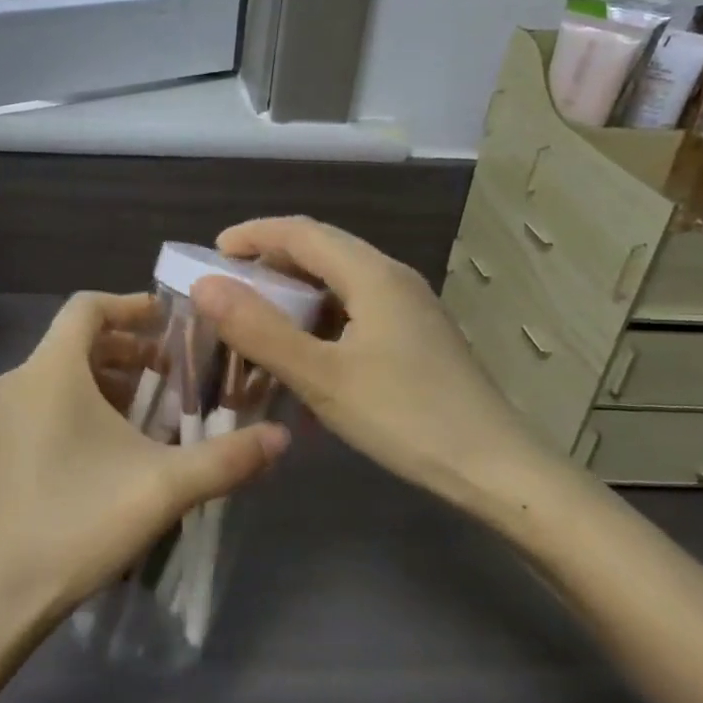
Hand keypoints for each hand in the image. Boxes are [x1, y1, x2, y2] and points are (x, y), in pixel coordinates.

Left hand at [0, 292, 289, 626]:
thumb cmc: (79, 521)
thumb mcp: (164, 488)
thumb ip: (226, 459)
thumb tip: (280, 439)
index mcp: (51, 371)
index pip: (87, 307)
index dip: (130, 305)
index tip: (168, 321)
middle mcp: (15, 382)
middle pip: (73, 342)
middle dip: (124, 350)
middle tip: (168, 372)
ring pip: (54, 376)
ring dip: (100, 381)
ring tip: (142, 413)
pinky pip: (35, 405)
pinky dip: (72, 406)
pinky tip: (100, 450)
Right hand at [190, 218, 559, 525]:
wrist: (496, 470)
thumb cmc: (405, 418)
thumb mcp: (321, 376)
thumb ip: (259, 330)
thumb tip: (205, 285)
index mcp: (373, 274)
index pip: (301, 232)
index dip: (252, 235)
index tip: (210, 253)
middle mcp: (394, 278)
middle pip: (322, 250)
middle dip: (270, 261)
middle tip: (228, 288)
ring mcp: (411, 308)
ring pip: (340, 282)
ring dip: (295, 291)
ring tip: (259, 318)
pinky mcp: (417, 337)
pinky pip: (357, 309)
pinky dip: (320, 317)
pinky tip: (306, 351)